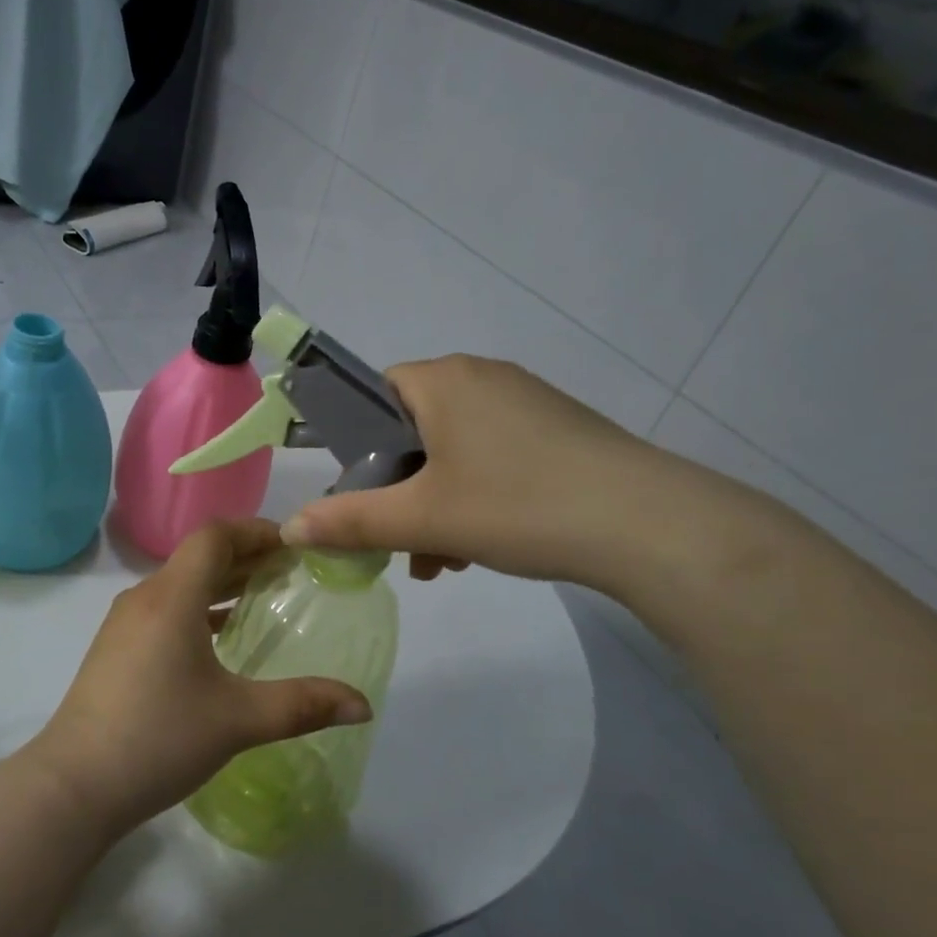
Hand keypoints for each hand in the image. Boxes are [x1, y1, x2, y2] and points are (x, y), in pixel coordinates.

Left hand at [22, 520, 370, 838]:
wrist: (74, 785)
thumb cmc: (158, 738)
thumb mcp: (238, 720)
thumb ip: (303, 705)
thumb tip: (364, 706)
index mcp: (171, 597)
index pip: (215, 536)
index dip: (256, 531)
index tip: (295, 545)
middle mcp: (144, 598)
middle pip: (198, 556)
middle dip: (246, 556)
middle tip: (292, 571)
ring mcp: (124, 624)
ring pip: (180, 584)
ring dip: (221, 583)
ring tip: (264, 597)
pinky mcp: (116, 649)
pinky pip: (165, 610)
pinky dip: (199, 609)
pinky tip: (220, 639)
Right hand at [280, 354, 674, 587]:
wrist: (647, 524)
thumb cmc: (516, 505)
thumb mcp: (421, 519)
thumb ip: (350, 521)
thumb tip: (290, 527)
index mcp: (443, 379)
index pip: (375, 395)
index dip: (359, 446)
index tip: (366, 495)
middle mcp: (483, 377)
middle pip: (413, 429)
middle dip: (401, 489)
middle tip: (404, 541)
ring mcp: (527, 401)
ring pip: (455, 450)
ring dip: (437, 502)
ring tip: (445, 559)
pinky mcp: (559, 429)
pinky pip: (495, 456)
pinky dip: (478, 496)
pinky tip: (485, 545)